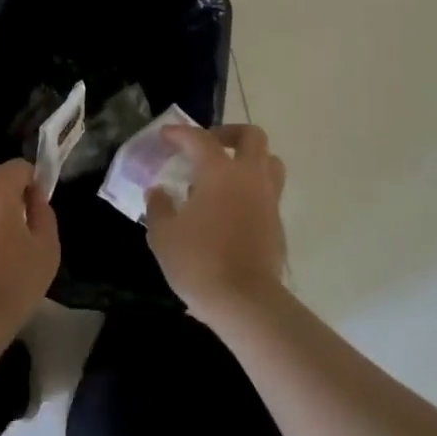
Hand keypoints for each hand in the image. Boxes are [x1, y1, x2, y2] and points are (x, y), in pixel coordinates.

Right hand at [146, 123, 288, 320]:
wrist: (245, 303)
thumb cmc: (199, 261)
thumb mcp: (163, 235)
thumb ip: (159, 207)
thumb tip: (159, 192)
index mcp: (220, 172)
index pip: (199, 139)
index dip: (180, 133)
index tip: (165, 135)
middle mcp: (250, 177)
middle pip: (252, 137)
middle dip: (230, 133)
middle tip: (209, 145)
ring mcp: (268, 200)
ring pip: (269, 163)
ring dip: (249, 160)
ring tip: (224, 176)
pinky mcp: (277, 225)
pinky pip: (267, 193)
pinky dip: (250, 191)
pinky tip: (229, 210)